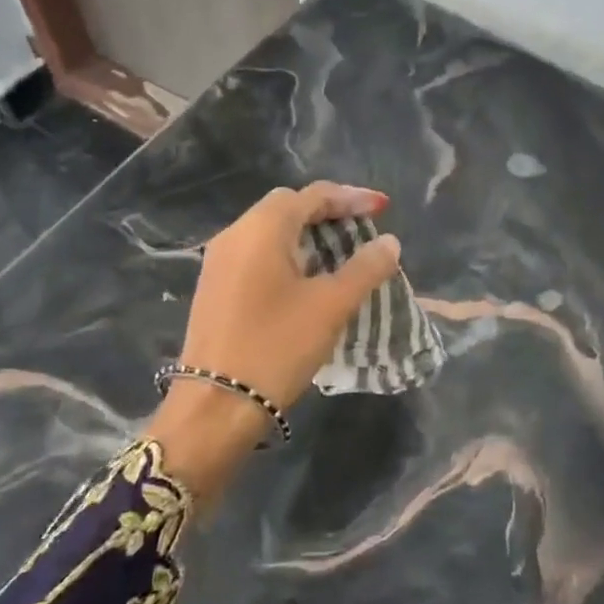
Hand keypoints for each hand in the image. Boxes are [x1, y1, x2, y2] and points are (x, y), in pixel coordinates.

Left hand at [146, 182, 400, 500]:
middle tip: (360, 226)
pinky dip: (287, 252)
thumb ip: (365, 268)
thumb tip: (389, 242)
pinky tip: (307, 277)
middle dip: (327, 211)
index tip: (383, 209)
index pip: (312, 195)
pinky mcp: (214, 286)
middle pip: (288, 206)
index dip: (352, 198)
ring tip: (341, 251)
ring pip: (270, 230)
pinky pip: (257, 252)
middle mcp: (235, 234)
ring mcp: (219, 261)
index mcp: (262, 228)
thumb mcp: (332, 305)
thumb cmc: (277, 346)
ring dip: (307, 233)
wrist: (215, 407)